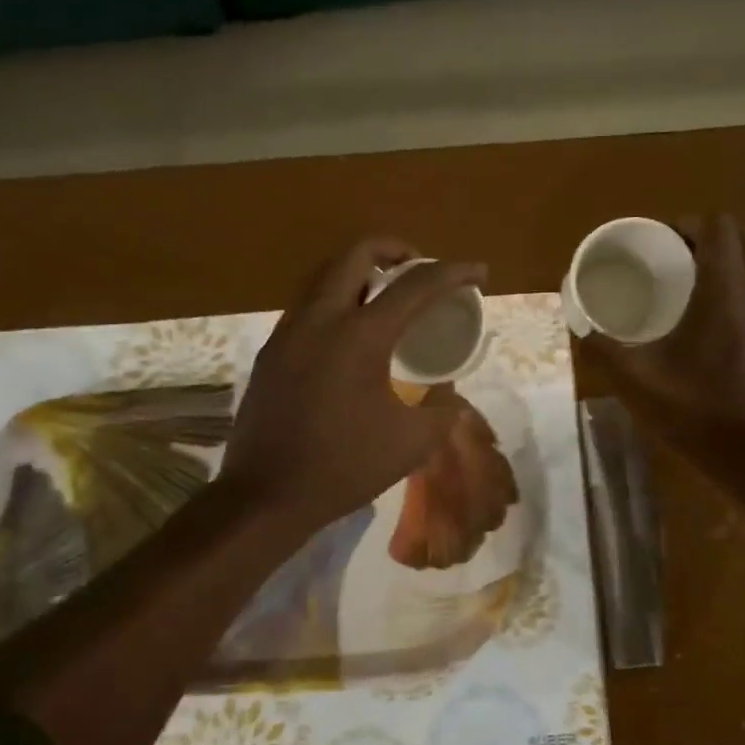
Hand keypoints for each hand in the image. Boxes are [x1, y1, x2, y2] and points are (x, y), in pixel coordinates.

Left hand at [219, 239, 486, 531]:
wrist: (266, 495)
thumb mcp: (412, 443)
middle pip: (356, 253)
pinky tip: (350, 333)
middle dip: (395, 248)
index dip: (454, 272)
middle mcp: (320, 319)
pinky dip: (337, 299)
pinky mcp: (272, 352)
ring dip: (360, 271)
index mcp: (360, 336)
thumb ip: (442, 410)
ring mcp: (289, 332)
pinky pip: (308, 305)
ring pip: (325, 275)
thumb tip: (449, 395)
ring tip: (386, 294)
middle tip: (419, 267)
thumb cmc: (344, 467)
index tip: (478, 272)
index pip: (415, 284)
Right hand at [585, 214, 744, 464]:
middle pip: (742, 237)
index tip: (658, 242)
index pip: (717, 226)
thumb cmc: (705, 416)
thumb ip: (606, 351)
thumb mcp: (640, 385)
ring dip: (729, 261)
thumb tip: (582, 329)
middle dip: (706, 238)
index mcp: (728, 289)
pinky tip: (718, 323)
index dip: (686, 224)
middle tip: (671, 261)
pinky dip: (744, 286)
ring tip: (692, 287)